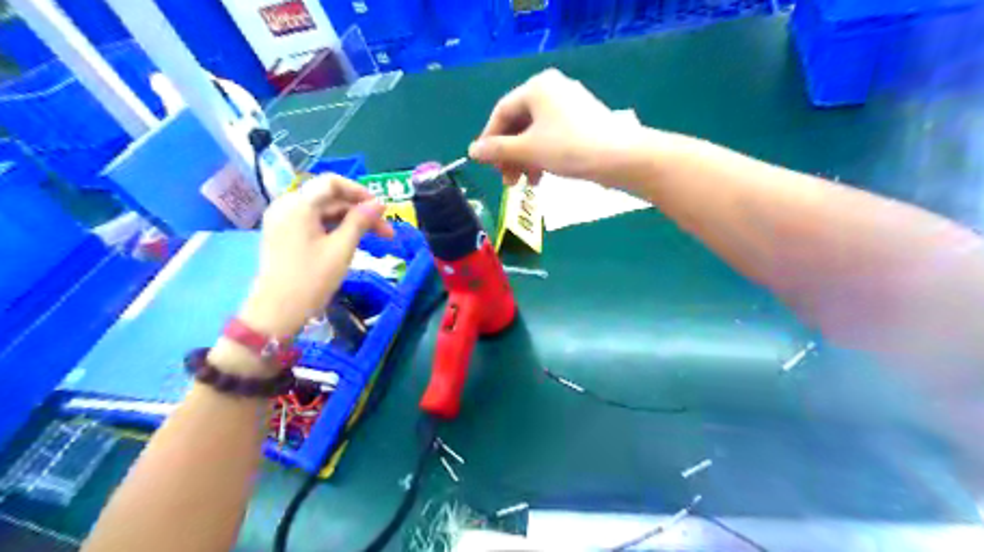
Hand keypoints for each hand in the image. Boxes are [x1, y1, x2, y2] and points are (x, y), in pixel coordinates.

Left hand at [238, 178, 391, 340]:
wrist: (277, 312)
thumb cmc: (311, 279)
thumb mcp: (341, 249)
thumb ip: (360, 221)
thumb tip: (379, 203)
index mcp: (298, 205)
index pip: (332, 182)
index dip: (360, 192)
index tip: (381, 209)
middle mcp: (287, 206)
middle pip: (329, 198)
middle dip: (359, 211)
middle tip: (386, 232)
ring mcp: (282, 221)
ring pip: (323, 211)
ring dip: (349, 221)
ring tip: (373, 240)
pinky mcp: (283, 235)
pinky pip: (313, 222)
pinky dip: (334, 228)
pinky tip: (350, 242)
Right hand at [466, 66, 646, 188]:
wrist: (620, 158)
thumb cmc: (569, 148)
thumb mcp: (528, 150)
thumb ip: (498, 150)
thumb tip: (472, 151)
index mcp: (537, 87)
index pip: (502, 112)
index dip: (489, 139)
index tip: (485, 164)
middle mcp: (552, 89)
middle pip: (519, 123)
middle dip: (509, 154)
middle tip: (506, 180)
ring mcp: (570, 105)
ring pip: (535, 133)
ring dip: (524, 160)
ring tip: (524, 184)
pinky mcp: (582, 121)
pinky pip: (552, 137)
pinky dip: (542, 156)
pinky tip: (541, 178)